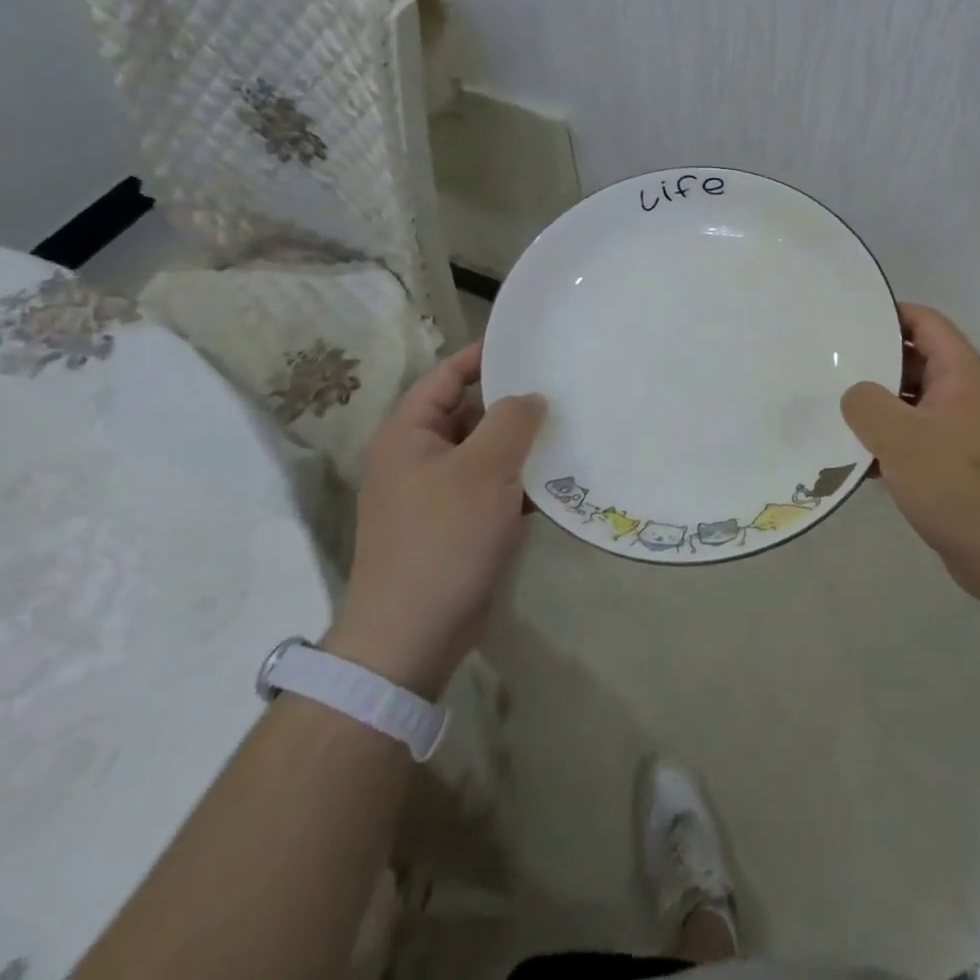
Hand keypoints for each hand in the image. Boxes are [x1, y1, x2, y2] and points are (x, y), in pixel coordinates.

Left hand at [324, 343, 545, 698]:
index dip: (485, 355)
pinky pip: (492, 487)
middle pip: (470, 412)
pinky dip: (520, 481)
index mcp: (409, 433)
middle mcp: (418, 457)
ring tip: (570, 428)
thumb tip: (531, 396)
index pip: (448, 375)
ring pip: (485, 452)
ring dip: (522, 445)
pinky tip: (559, 479)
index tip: (531, 343)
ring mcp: (435, 494)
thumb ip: (512, 420)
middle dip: (513, 402)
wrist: (412, 636)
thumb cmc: (443, 538)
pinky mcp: (455, 526)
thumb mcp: (484, 469)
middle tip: (562, 387)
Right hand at [841, 304, 979, 602]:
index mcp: (960, 373)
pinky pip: (911, 440)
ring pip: (908, 404)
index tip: (847, 316)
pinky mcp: (951, 465)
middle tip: (826, 362)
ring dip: (874, 406)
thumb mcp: (902, 438)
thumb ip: (867, 404)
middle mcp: (962, 394)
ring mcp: (958, 431)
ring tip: (828, 405)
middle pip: (914, 362)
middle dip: (872, 361)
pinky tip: (849, 457)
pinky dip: (884, 442)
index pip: (925, 322)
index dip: (889, 312)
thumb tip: (852, 393)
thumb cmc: (958, 484)